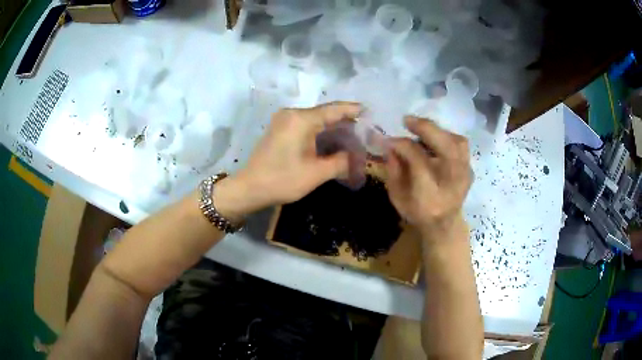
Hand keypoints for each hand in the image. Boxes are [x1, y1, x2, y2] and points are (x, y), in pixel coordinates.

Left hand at [214, 102, 360, 219]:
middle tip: (365, 132)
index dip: (353, 110)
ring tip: (353, 138)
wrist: (249, 188)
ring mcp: (284, 120)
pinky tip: (332, 141)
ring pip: (315, 120)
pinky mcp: (280, 129)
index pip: (334, 109)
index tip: (370, 112)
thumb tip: (355, 157)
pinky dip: (320, 133)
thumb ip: (340, 161)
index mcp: (301, 119)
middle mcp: (292, 114)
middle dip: (345, 123)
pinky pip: (305, 126)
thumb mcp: (316, 173)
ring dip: (333, 129)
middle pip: (325, 113)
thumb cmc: (282, 180)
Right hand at [385, 116, 471, 239]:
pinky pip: (461, 145)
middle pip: (446, 147)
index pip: (419, 161)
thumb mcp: (397, 197)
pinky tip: (434, 138)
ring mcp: (465, 175)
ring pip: (457, 142)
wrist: (444, 224)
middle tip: (407, 120)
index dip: (403, 146)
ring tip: (421, 128)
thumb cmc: (418, 212)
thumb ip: (393, 171)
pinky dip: (447, 136)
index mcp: (430, 195)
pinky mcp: (469, 168)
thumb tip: (390, 145)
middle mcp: (452, 183)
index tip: (389, 139)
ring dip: (437, 131)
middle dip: (426, 129)